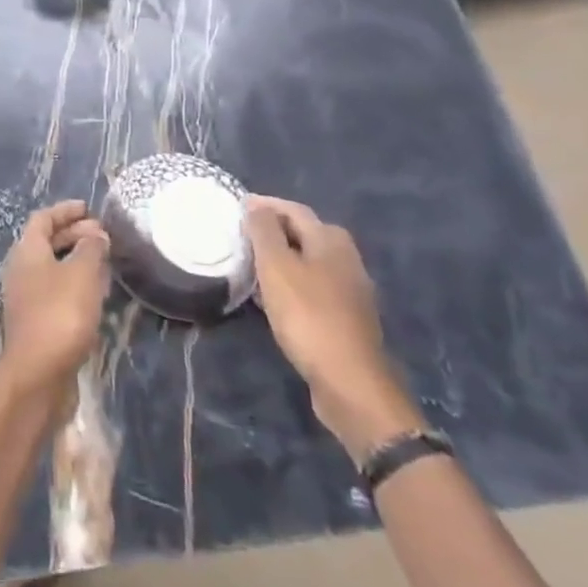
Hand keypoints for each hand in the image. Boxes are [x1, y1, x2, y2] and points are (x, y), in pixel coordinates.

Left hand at [0, 200, 109, 397]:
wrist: (38, 374)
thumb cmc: (60, 314)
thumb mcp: (82, 274)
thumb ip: (91, 249)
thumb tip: (96, 234)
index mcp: (26, 251)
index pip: (42, 219)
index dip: (65, 210)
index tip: (89, 208)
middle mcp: (22, 270)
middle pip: (46, 242)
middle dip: (74, 234)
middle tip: (103, 234)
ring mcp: (27, 297)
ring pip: (53, 268)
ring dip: (76, 260)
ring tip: (105, 260)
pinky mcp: (37, 322)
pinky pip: (57, 291)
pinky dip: (75, 283)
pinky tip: (96, 293)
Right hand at [246, 194, 423, 459]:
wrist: (349, 381)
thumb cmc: (308, 315)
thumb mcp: (276, 266)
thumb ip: (264, 231)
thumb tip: (256, 206)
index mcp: (331, 240)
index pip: (293, 209)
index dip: (264, 205)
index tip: (236, 206)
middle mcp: (347, 258)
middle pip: (304, 233)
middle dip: (273, 230)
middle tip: (242, 235)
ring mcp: (350, 290)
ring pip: (308, 261)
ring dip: (281, 258)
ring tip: (251, 264)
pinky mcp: (346, 317)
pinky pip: (312, 287)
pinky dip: (290, 283)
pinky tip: (272, 297)